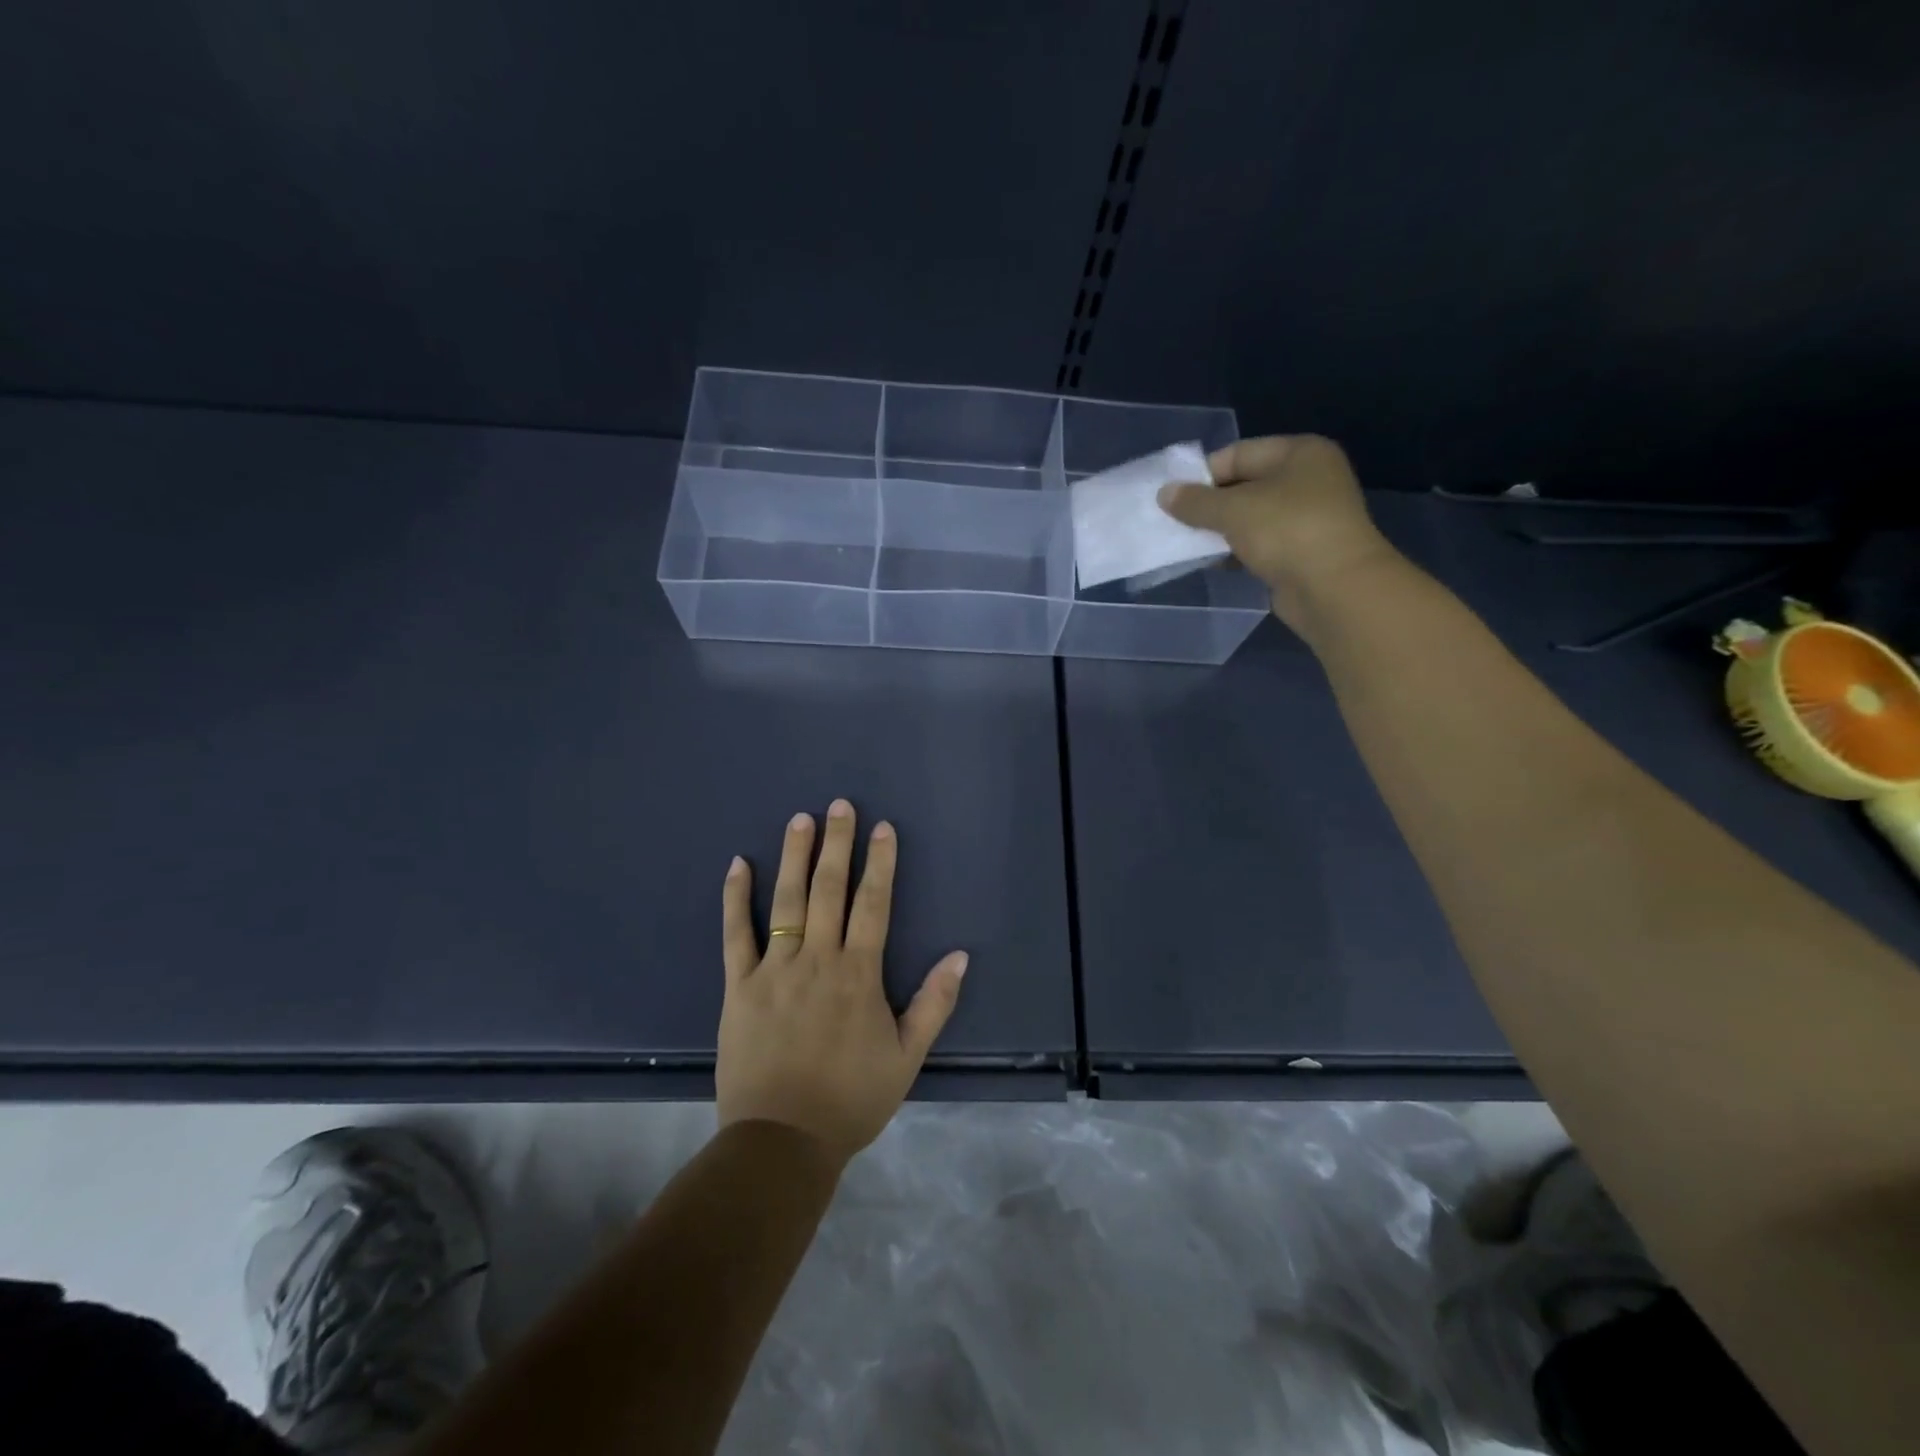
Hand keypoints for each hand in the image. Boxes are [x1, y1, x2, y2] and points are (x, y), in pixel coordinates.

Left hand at [717, 800, 967, 1166]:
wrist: (782, 1141)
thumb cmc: (851, 1099)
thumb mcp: (906, 1057)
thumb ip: (934, 1003)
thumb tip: (959, 956)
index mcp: (859, 974)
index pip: (873, 904)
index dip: (880, 863)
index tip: (882, 828)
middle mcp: (817, 959)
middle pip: (830, 890)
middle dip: (838, 844)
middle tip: (840, 805)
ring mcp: (774, 969)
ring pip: (787, 901)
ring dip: (795, 857)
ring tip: (800, 819)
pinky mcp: (739, 986)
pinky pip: (735, 934)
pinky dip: (735, 898)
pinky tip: (738, 865)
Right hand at [1157, 435, 1400, 633]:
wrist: (1334, 588)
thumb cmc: (1286, 532)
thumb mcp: (1233, 510)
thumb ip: (1195, 501)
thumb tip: (1164, 494)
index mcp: (1300, 453)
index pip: (1238, 453)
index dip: (1203, 475)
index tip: (1173, 499)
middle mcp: (1308, 479)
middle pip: (1245, 485)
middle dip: (1210, 505)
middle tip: (1175, 523)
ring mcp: (1308, 517)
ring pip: (1251, 517)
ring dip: (1220, 531)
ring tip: (1189, 544)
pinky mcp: (1302, 551)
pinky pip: (1260, 544)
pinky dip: (1237, 551)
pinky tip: (1214, 563)